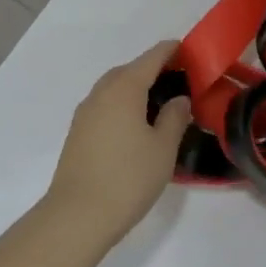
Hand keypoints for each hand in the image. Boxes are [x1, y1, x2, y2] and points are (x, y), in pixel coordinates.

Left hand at [44, 42, 190, 253]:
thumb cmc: (128, 178)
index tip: (188, 50)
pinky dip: (122, 104)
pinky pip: (104, 106)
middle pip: (129, 70)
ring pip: (114, 88)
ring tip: (157, 103)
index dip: (171, 51)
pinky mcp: (77, 133)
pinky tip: (134, 125)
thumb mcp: (163, 148)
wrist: (77, 216)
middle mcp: (101, 93)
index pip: (151, 58)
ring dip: (134, 88)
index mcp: (124, 88)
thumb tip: (179, 100)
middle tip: (177, 80)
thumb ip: (174, 118)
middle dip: (152, 69)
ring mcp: (85, 113)